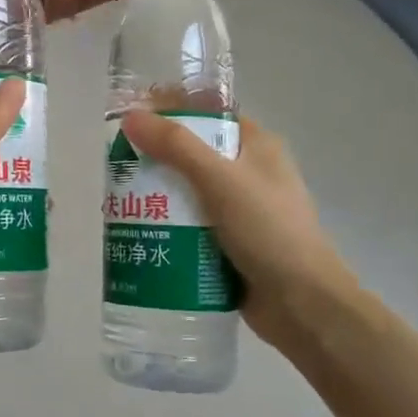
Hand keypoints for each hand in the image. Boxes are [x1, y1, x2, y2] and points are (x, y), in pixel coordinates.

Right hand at [119, 110, 354, 351]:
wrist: (302, 306)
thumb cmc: (268, 232)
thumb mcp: (220, 180)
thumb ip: (176, 146)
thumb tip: (131, 116)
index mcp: (257, 147)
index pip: (209, 115)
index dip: (171, 110)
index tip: (131, 117)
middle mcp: (249, 174)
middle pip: (192, 154)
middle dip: (154, 158)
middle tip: (115, 163)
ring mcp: (239, 211)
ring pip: (187, 192)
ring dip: (155, 195)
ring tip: (114, 199)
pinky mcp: (228, 244)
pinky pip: (189, 226)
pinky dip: (165, 226)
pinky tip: (136, 230)